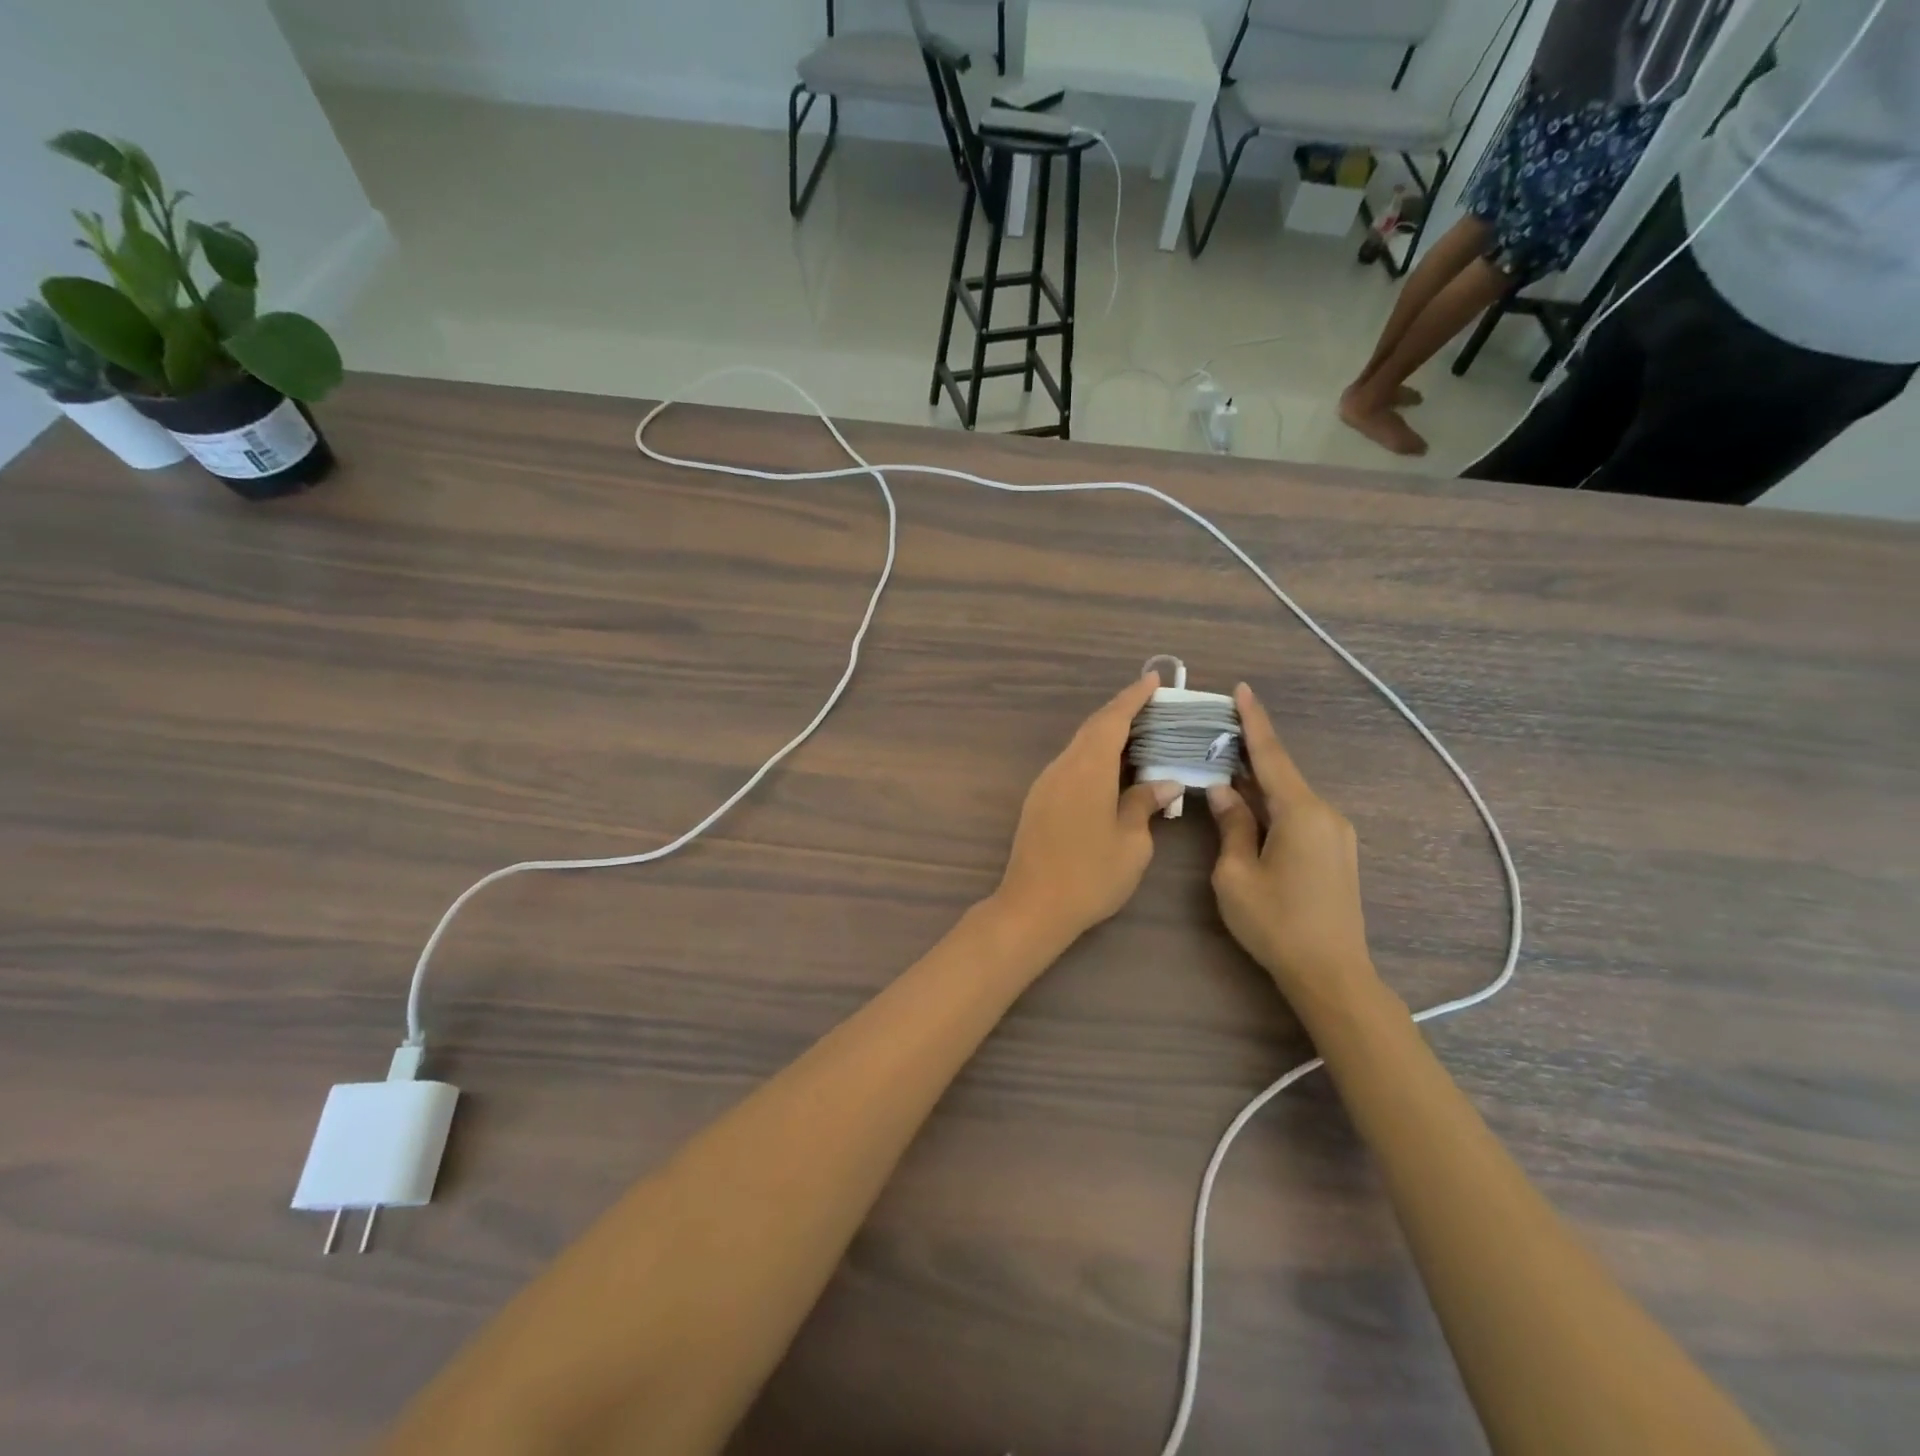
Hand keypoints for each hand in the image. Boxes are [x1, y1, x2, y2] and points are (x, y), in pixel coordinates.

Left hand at [991, 673, 1181, 951]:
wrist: (1033, 906)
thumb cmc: (1090, 875)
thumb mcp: (1131, 843)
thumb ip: (1144, 804)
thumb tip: (1163, 783)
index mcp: (1088, 769)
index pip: (1112, 720)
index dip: (1133, 698)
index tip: (1153, 681)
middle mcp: (1063, 767)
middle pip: (1093, 729)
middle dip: (1122, 713)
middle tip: (1154, 707)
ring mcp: (1046, 783)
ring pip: (1079, 746)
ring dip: (1107, 737)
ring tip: (1140, 737)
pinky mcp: (1039, 800)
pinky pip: (1071, 765)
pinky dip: (1094, 757)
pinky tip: (1112, 771)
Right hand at [1206, 683, 1377, 1010]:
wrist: (1331, 974)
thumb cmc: (1275, 923)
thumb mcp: (1235, 874)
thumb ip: (1231, 825)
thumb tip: (1224, 791)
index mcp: (1300, 812)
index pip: (1271, 755)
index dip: (1253, 721)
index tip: (1241, 689)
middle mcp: (1325, 813)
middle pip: (1280, 773)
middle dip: (1248, 752)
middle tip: (1215, 732)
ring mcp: (1336, 834)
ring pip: (1288, 796)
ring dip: (1257, 782)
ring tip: (1223, 768)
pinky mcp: (1336, 852)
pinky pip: (1298, 815)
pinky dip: (1271, 804)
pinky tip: (1248, 807)